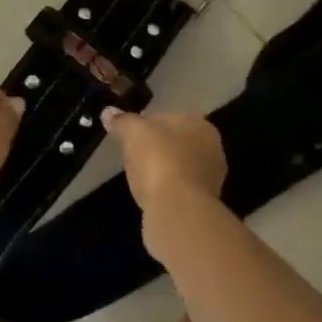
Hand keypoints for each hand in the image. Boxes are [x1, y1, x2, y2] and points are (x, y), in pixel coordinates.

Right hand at [101, 108, 225, 215]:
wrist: (177, 209)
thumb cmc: (159, 160)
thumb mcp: (133, 132)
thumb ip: (122, 121)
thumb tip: (109, 112)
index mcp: (200, 125)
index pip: (169, 118)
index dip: (146, 124)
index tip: (128, 135)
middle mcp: (212, 149)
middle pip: (176, 143)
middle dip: (156, 148)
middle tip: (132, 155)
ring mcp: (210, 179)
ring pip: (179, 167)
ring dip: (162, 170)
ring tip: (139, 177)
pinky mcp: (203, 204)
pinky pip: (178, 189)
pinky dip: (165, 190)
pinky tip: (150, 195)